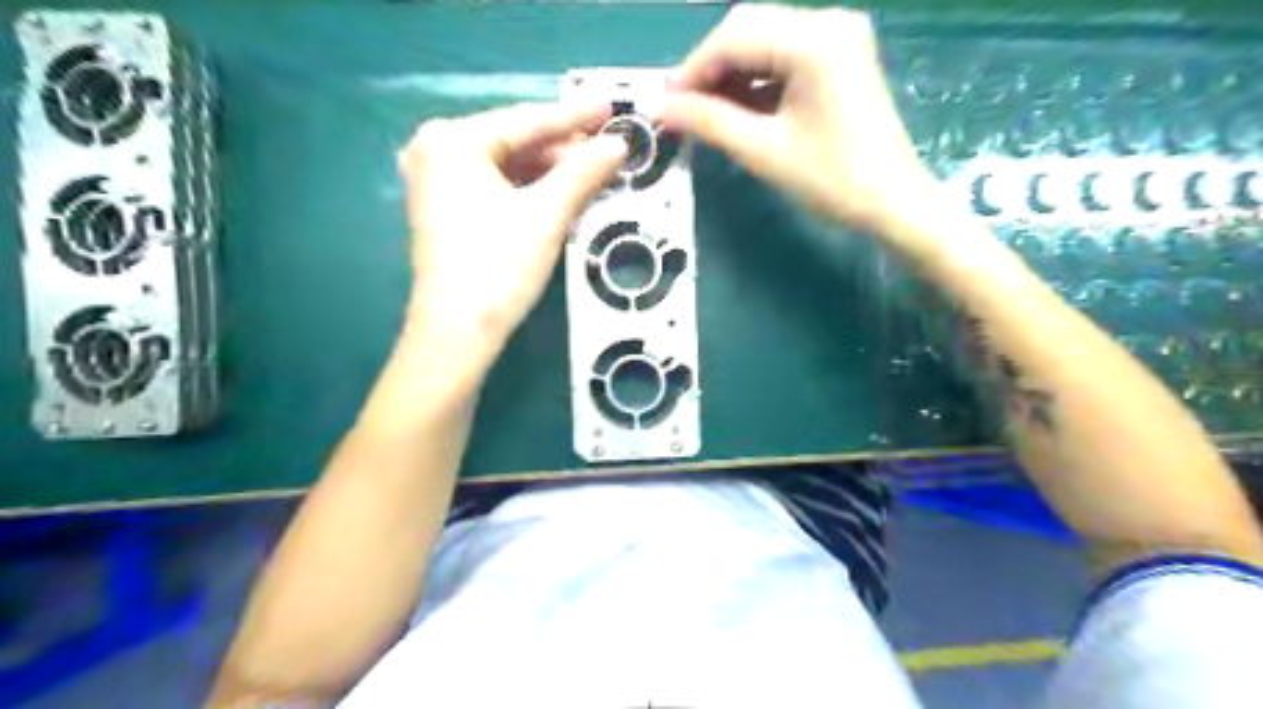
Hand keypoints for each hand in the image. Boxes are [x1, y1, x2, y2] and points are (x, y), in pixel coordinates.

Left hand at [400, 102, 624, 355]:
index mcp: (452, 140)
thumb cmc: (498, 267)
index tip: (613, 109)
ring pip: (507, 167)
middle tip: (609, 148)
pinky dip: (530, 191)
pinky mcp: (444, 211)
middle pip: (515, 143)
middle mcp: (436, 151)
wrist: (457, 334)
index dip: (575, 117)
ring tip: (594, 173)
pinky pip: (496, 187)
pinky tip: (562, 194)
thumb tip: (618, 145)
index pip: (527, 121)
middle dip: (564, 150)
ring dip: (551, 173)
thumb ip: (583, 173)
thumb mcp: (547, 215)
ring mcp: (435, 182)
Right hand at [662, 2, 937, 238]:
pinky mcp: (840, 55)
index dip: (692, 70)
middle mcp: (828, 21)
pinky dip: (755, 80)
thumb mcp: (764, 152)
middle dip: (708, 69)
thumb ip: (710, 122)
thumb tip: (662, 108)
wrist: (893, 202)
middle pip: (747, 29)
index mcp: (815, 41)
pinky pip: (783, 55)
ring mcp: (838, 35)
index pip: (734, 37)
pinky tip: (736, 108)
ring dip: (729, 74)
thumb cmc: (833, 181)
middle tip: (681, 111)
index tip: (664, 105)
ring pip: (763, 41)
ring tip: (703, 114)